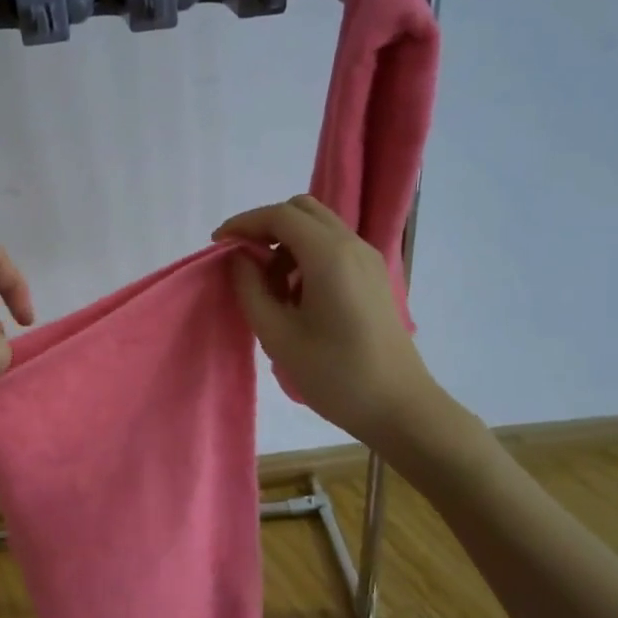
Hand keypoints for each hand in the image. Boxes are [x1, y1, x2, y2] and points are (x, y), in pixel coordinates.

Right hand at [215, 196, 467, 460]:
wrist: (398, 407)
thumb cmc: (334, 374)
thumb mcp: (277, 335)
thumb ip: (250, 289)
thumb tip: (240, 259)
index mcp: (329, 256)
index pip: (280, 215)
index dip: (244, 223)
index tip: (218, 244)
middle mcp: (352, 245)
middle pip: (302, 210)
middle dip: (266, 226)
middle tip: (243, 260)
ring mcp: (368, 259)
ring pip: (318, 226)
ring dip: (286, 242)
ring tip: (269, 286)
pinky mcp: (374, 276)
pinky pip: (333, 246)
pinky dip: (306, 255)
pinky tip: (296, 295)